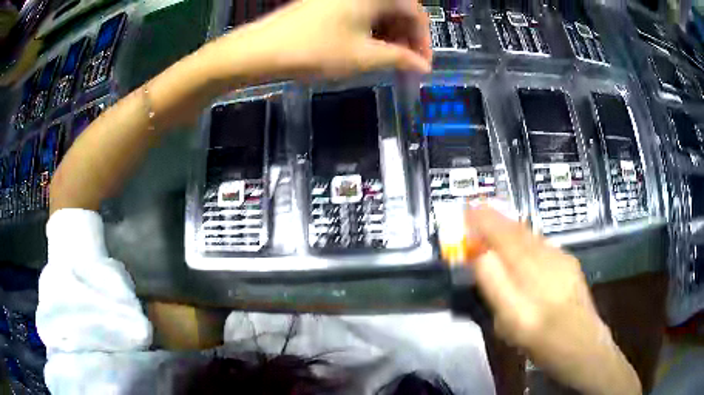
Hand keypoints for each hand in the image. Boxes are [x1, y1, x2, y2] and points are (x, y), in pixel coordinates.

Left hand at [208, 0, 431, 81]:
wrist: (261, 49)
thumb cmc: (315, 50)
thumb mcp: (364, 57)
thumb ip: (399, 59)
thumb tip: (422, 67)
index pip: (415, 13)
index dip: (423, 41)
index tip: (422, 65)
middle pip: (398, 10)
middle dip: (406, 38)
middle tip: (405, 64)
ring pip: (378, 13)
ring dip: (389, 36)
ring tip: (388, 61)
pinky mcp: (327, 4)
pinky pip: (360, 14)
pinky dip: (370, 31)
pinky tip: (368, 49)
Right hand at [455, 206, 640, 394]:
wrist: (584, 347)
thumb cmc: (544, 344)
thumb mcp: (512, 325)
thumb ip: (496, 288)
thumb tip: (480, 256)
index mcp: (531, 279)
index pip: (503, 239)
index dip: (483, 223)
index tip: (466, 212)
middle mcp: (548, 261)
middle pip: (517, 232)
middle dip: (494, 219)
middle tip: (474, 213)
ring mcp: (562, 260)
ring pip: (530, 235)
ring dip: (508, 226)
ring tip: (491, 223)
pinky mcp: (569, 263)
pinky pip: (540, 243)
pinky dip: (523, 236)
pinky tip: (519, 242)